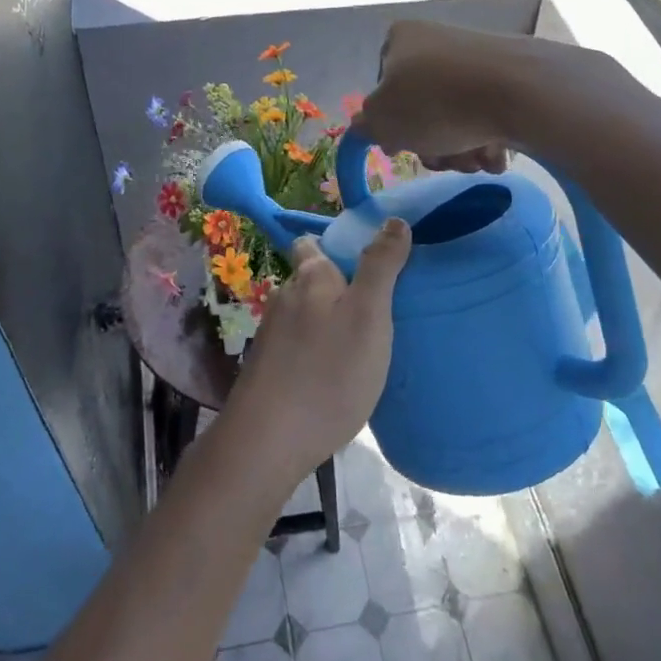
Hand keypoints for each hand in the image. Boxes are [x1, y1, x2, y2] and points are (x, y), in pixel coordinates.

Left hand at [227, 222, 411, 480]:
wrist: (268, 440)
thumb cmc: (328, 372)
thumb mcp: (368, 315)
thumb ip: (380, 266)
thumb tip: (393, 220)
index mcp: (310, 277)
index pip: (313, 243)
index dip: (336, 245)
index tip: (367, 261)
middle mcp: (284, 296)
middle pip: (310, 279)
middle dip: (336, 286)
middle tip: (374, 307)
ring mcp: (271, 334)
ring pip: (304, 314)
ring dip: (327, 321)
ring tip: (359, 342)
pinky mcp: (267, 368)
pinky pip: (297, 346)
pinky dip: (315, 350)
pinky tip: (334, 373)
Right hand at [357, 20, 522, 172]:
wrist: (520, 91)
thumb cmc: (435, 102)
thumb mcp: (382, 121)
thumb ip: (366, 125)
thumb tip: (365, 125)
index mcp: (401, 39)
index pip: (384, 88)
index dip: (392, 124)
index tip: (403, 146)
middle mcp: (437, 40)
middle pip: (423, 107)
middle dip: (432, 143)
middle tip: (443, 160)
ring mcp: (476, 56)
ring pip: (456, 115)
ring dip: (460, 148)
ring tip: (474, 159)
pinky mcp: (511, 74)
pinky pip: (489, 112)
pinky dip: (488, 137)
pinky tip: (496, 153)